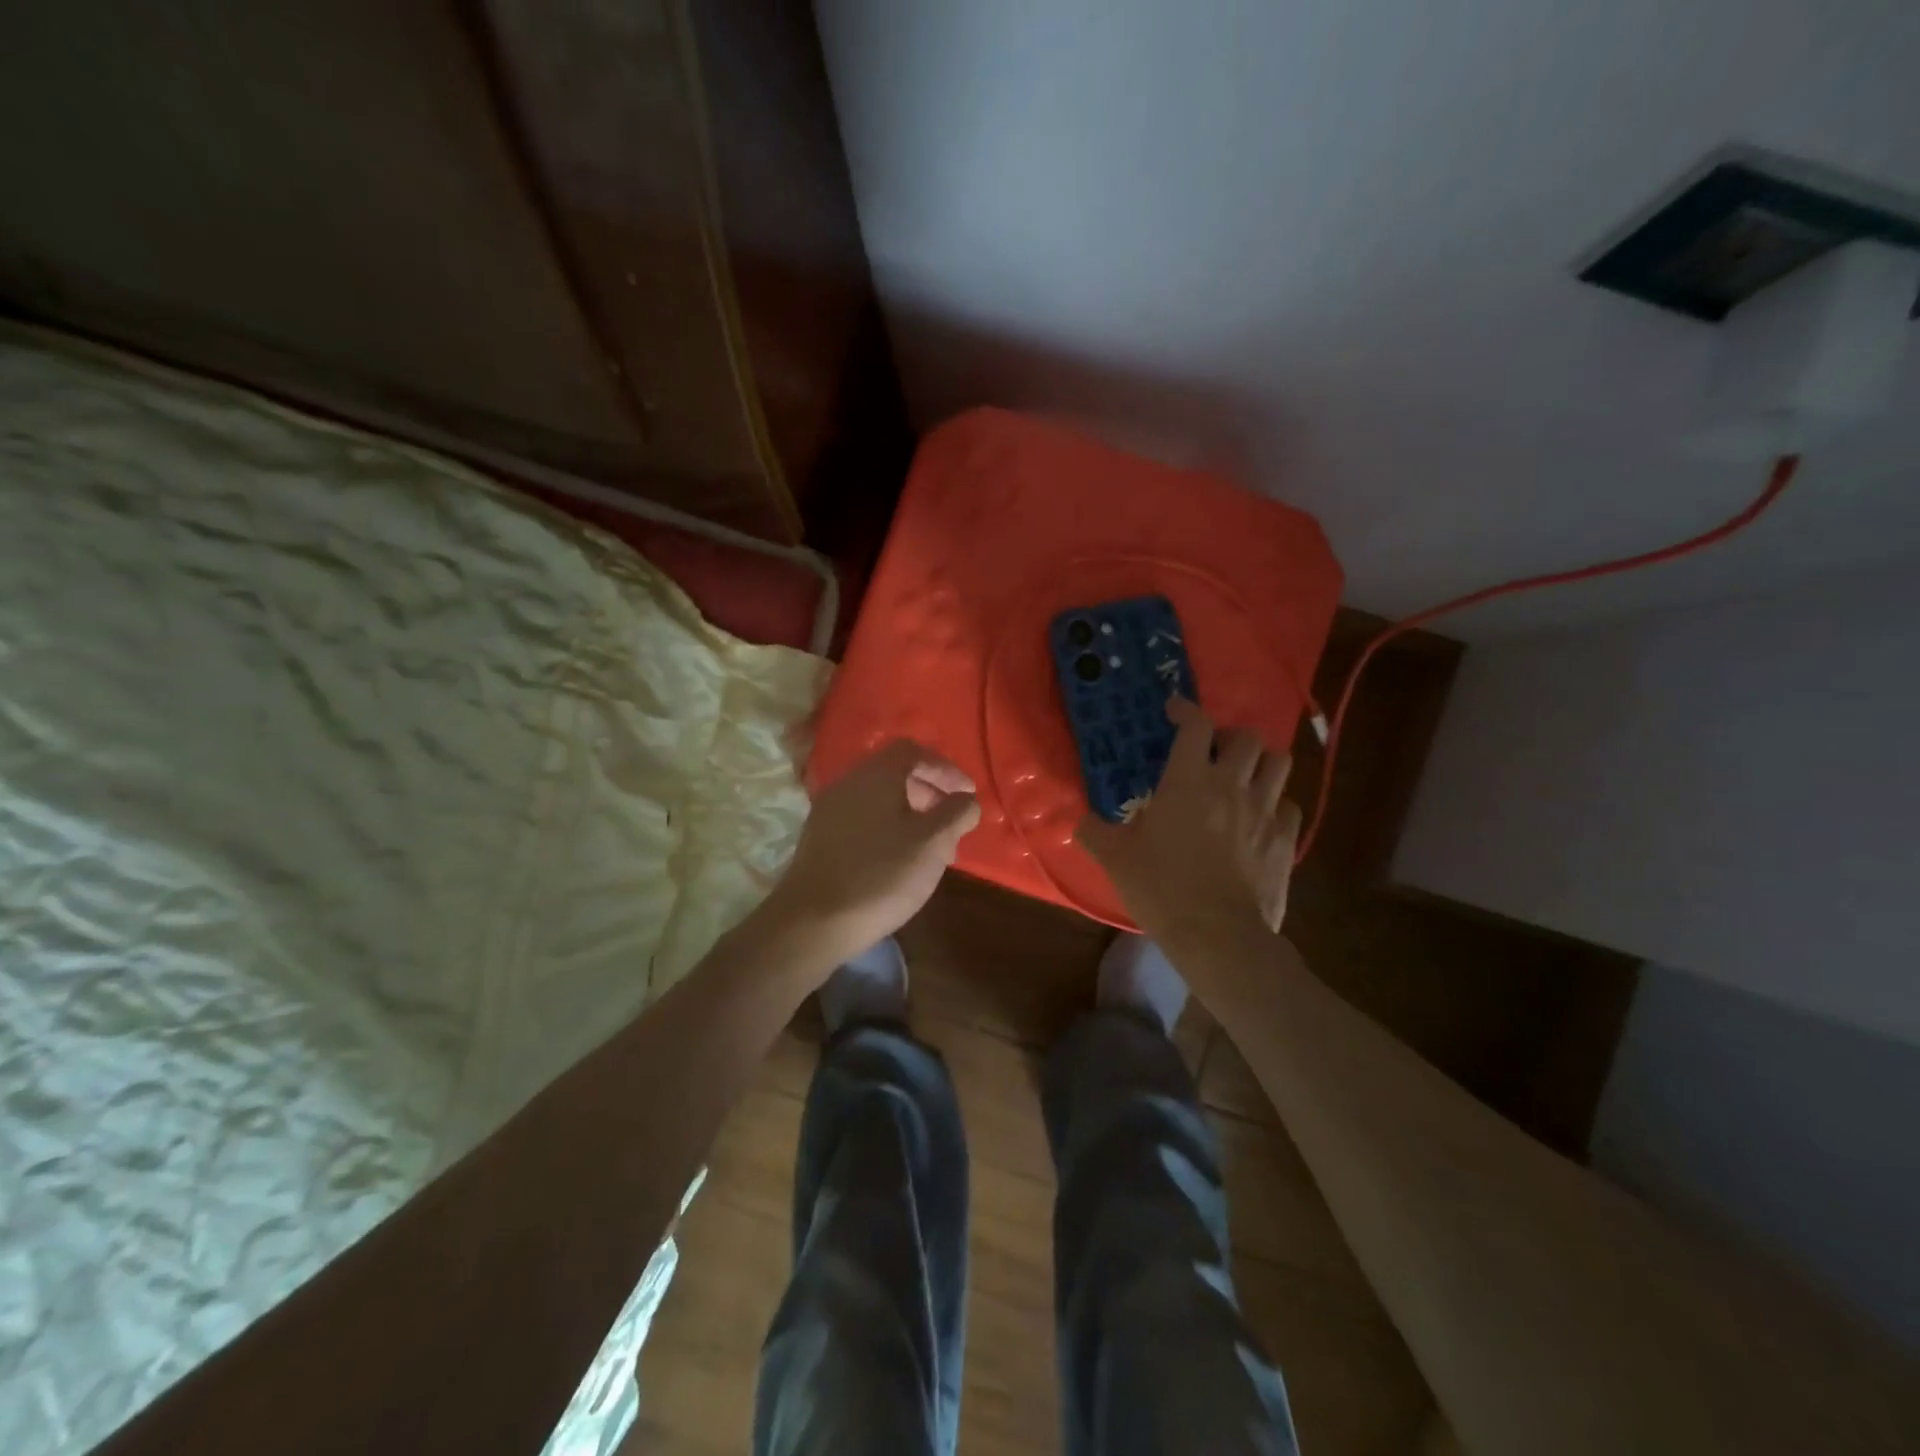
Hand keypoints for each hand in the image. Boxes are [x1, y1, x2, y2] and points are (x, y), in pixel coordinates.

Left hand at [764, 740, 981, 967]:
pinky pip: (862, 820)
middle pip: (895, 773)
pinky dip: (887, 829)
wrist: (813, 921)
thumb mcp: (933, 843)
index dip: (945, 768)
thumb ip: (956, 813)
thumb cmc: (881, 875)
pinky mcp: (820, 838)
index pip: (913, 751)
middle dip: (930, 793)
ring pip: (878, 800)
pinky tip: (898, 861)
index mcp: (876, 775)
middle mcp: (849, 783)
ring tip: (931, 848)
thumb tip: (966, 799)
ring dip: (910, 815)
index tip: (967, 794)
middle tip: (952, 822)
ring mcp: (829, 811)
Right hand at [1076, 697, 1297, 939]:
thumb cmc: (1161, 889)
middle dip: (1229, 736)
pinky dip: (1276, 802)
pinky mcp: (1286, 839)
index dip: (1186, 710)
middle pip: (1247, 737)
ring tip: (1243, 775)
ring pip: (1279, 762)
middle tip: (1213, 751)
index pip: (1196, 725)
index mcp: (1188, 781)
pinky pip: (1289, 804)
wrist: (1217, 935)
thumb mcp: (1115, 859)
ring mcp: (1264, 811)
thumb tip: (1078, 819)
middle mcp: (1231, 785)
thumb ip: (1094, 831)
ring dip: (1260, 761)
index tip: (1174, 710)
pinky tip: (1260, 817)